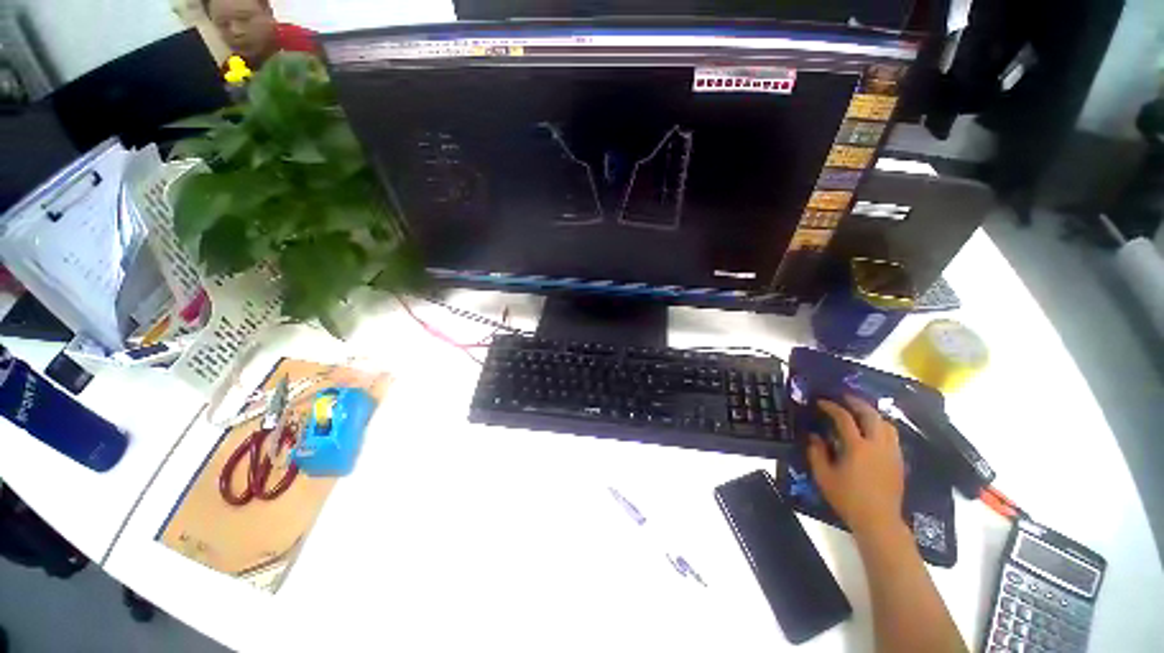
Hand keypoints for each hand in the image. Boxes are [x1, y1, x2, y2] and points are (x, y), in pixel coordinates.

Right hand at [807, 395, 904, 538]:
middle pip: (871, 415)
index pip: (844, 418)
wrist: (879, 520)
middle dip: (856, 403)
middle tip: (844, 398)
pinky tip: (872, 432)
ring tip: (860, 413)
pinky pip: (892, 436)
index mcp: (857, 447)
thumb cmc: (847, 498)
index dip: (831, 407)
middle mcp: (877, 445)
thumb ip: (816, 452)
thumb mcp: (823, 476)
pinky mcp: (899, 461)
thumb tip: (814, 436)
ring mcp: (891, 453)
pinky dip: (881, 427)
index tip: (821, 402)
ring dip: (872, 414)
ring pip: (886, 424)